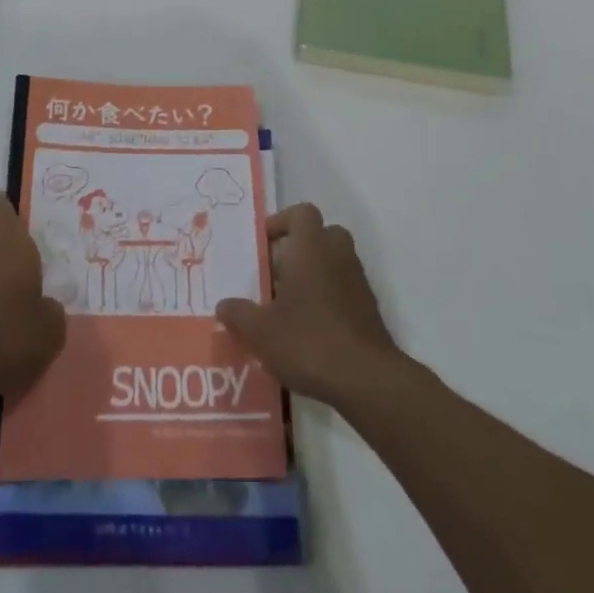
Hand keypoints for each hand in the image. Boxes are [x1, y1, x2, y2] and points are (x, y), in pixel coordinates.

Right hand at [216, 203, 402, 410]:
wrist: (367, 380)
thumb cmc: (308, 340)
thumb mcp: (260, 331)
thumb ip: (239, 314)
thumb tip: (224, 305)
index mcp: (311, 247)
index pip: (302, 212)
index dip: (282, 222)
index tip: (263, 244)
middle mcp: (338, 256)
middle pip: (321, 235)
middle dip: (298, 248)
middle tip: (275, 273)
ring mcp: (358, 282)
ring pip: (334, 263)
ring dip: (313, 275)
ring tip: (287, 306)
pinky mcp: (369, 310)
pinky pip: (344, 289)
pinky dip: (328, 299)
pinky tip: (308, 330)